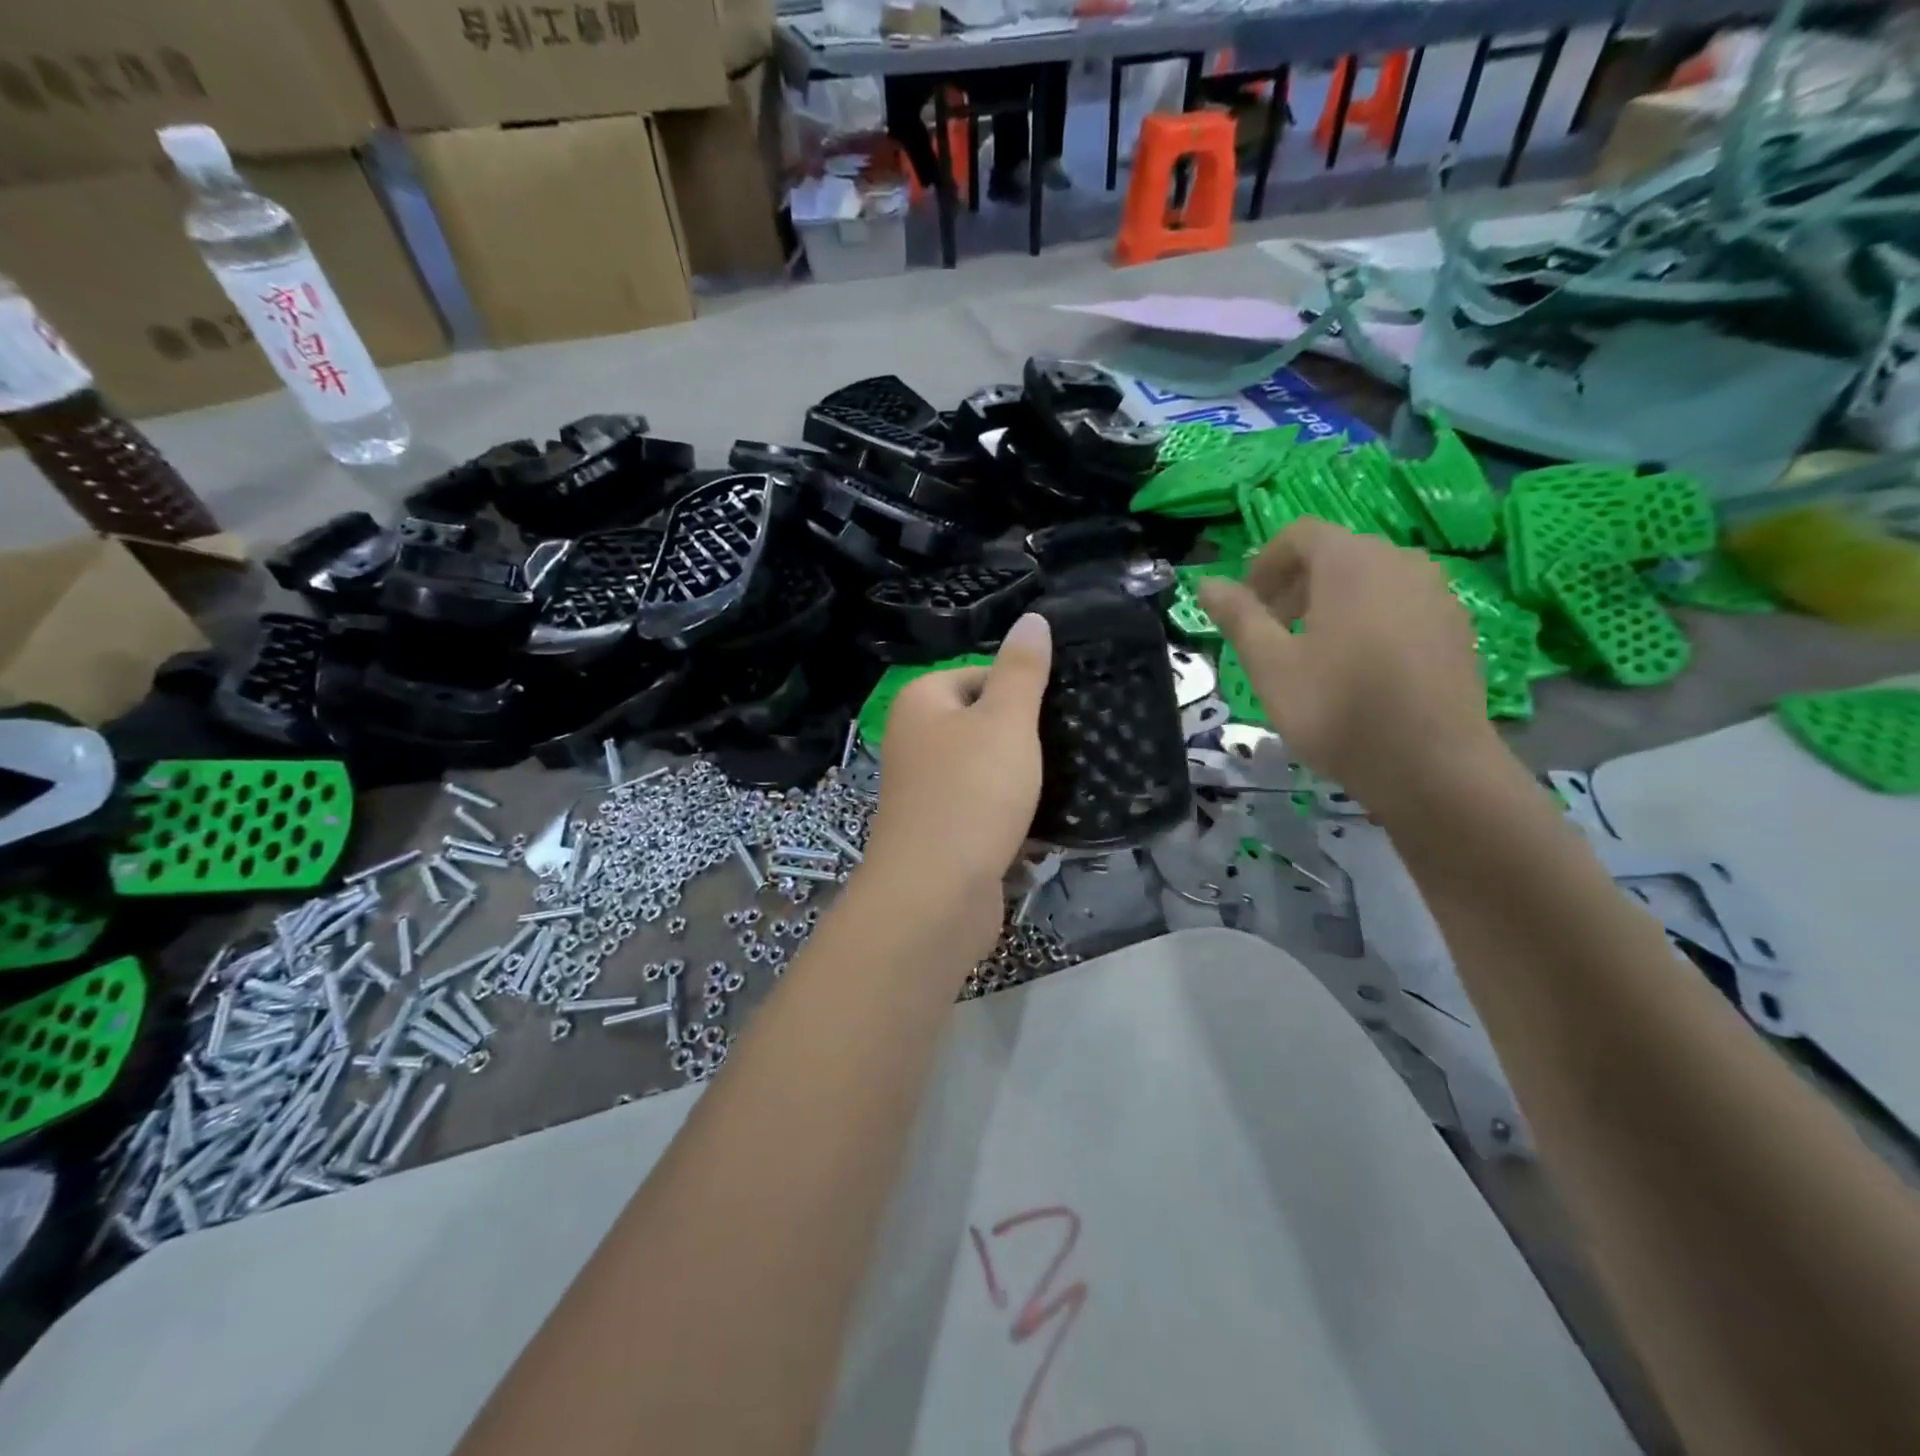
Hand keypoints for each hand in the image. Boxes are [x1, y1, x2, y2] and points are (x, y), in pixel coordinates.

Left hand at [864, 613, 1051, 945]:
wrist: (936, 895)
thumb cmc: (972, 792)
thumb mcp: (1006, 720)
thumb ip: (1022, 669)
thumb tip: (1033, 618)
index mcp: (921, 702)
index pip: (980, 674)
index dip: (1023, 691)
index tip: (1060, 713)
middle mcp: (915, 741)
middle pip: (985, 724)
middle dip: (1027, 739)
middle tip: (1072, 747)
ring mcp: (927, 791)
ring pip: (988, 771)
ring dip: (1025, 781)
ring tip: (1068, 784)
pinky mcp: (943, 834)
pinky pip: (986, 812)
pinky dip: (1014, 817)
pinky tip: (1047, 827)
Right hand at [1198, 520, 1496, 807]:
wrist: (1431, 766)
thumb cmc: (1337, 709)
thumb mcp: (1270, 665)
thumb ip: (1239, 617)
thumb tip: (1206, 583)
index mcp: (1351, 562)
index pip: (1300, 535)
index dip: (1264, 564)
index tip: (1247, 607)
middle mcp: (1400, 562)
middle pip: (1337, 555)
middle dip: (1295, 585)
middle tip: (1271, 633)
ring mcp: (1436, 594)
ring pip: (1371, 581)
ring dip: (1332, 603)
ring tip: (1312, 653)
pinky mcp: (1456, 628)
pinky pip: (1400, 606)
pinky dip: (1369, 620)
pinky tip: (1359, 671)